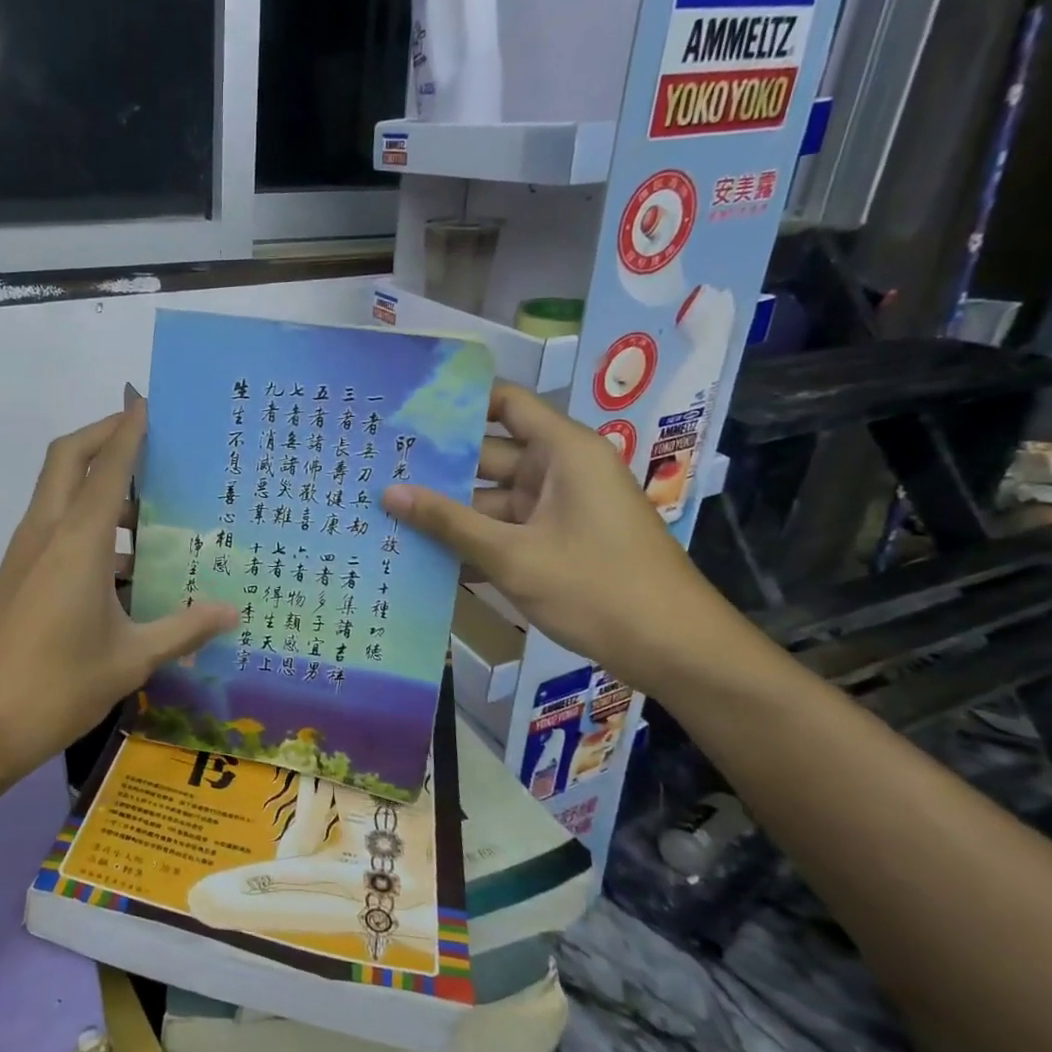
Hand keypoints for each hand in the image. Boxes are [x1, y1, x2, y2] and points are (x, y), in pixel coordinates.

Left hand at [0, 405, 237, 779]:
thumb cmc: (54, 689)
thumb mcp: (130, 660)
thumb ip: (183, 630)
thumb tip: (232, 612)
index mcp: (77, 542)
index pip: (107, 466)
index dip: (128, 429)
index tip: (147, 400)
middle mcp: (46, 534)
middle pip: (67, 459)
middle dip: (103, 435)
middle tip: (147, 435)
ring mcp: (25, 555)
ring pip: (59, 493)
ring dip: (95, 482)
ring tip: (149, 502)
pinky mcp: (18, 578)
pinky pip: (55, 528)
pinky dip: (87, 522)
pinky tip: (124, 562)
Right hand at [382, 383, 747, 693]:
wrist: (674, 651)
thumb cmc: (597, 588)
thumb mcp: (513, 556)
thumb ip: (448, 522)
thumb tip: (388, 492)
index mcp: (563, 452)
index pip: (506, 404)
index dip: (459, 401)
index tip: (406, 410)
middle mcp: (559, 471)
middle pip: (487, 453)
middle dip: (437, 464)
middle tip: (377, 467)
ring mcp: (557, 509)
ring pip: (490, 497)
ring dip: (447, 510)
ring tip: (385, 511)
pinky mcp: (554, 542)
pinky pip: (504, 529)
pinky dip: (471, 539)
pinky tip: (421, 553)